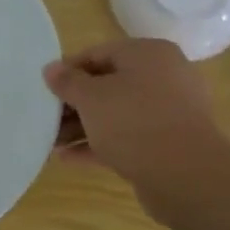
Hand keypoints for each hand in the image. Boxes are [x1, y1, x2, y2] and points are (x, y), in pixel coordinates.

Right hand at [43, 38, 225, 189]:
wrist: (185, 175)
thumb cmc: (133, 121)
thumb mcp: (90, 97)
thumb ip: (67, 81)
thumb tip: (51, 68)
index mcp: (148, 54)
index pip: (98, 53)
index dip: (68, 70)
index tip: (44, 89)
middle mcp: (164, 77)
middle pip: (108, 85)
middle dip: (74, 104)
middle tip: (46, 118)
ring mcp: (169, 112)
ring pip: (117, 113)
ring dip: (83, 126)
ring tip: (52, 142)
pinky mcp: (169, 142)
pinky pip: (128, 137)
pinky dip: (100, 144)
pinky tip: (68, 157)